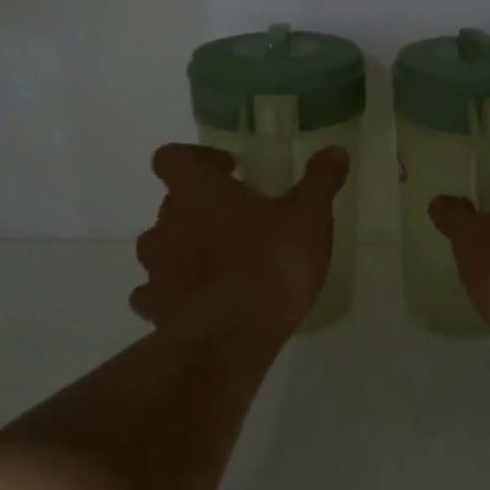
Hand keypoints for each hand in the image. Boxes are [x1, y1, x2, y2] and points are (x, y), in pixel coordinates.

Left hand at [132, 143, 349, 346]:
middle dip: (204, 206)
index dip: (197, 158)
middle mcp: (166, 222)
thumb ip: (320, 181)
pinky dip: (177, 290)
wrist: (231, 339)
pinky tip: (205, 300)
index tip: (231, 171)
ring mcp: (155, 267)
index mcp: (197, 191)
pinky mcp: (154, 306)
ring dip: (188, 247)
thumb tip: (335, 150)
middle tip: (244, 220)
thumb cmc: (271, 263)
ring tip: (226, 263)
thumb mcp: (309, 217)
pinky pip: (157, 290)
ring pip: (163, 245)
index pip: (172, 157)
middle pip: (174, 201)